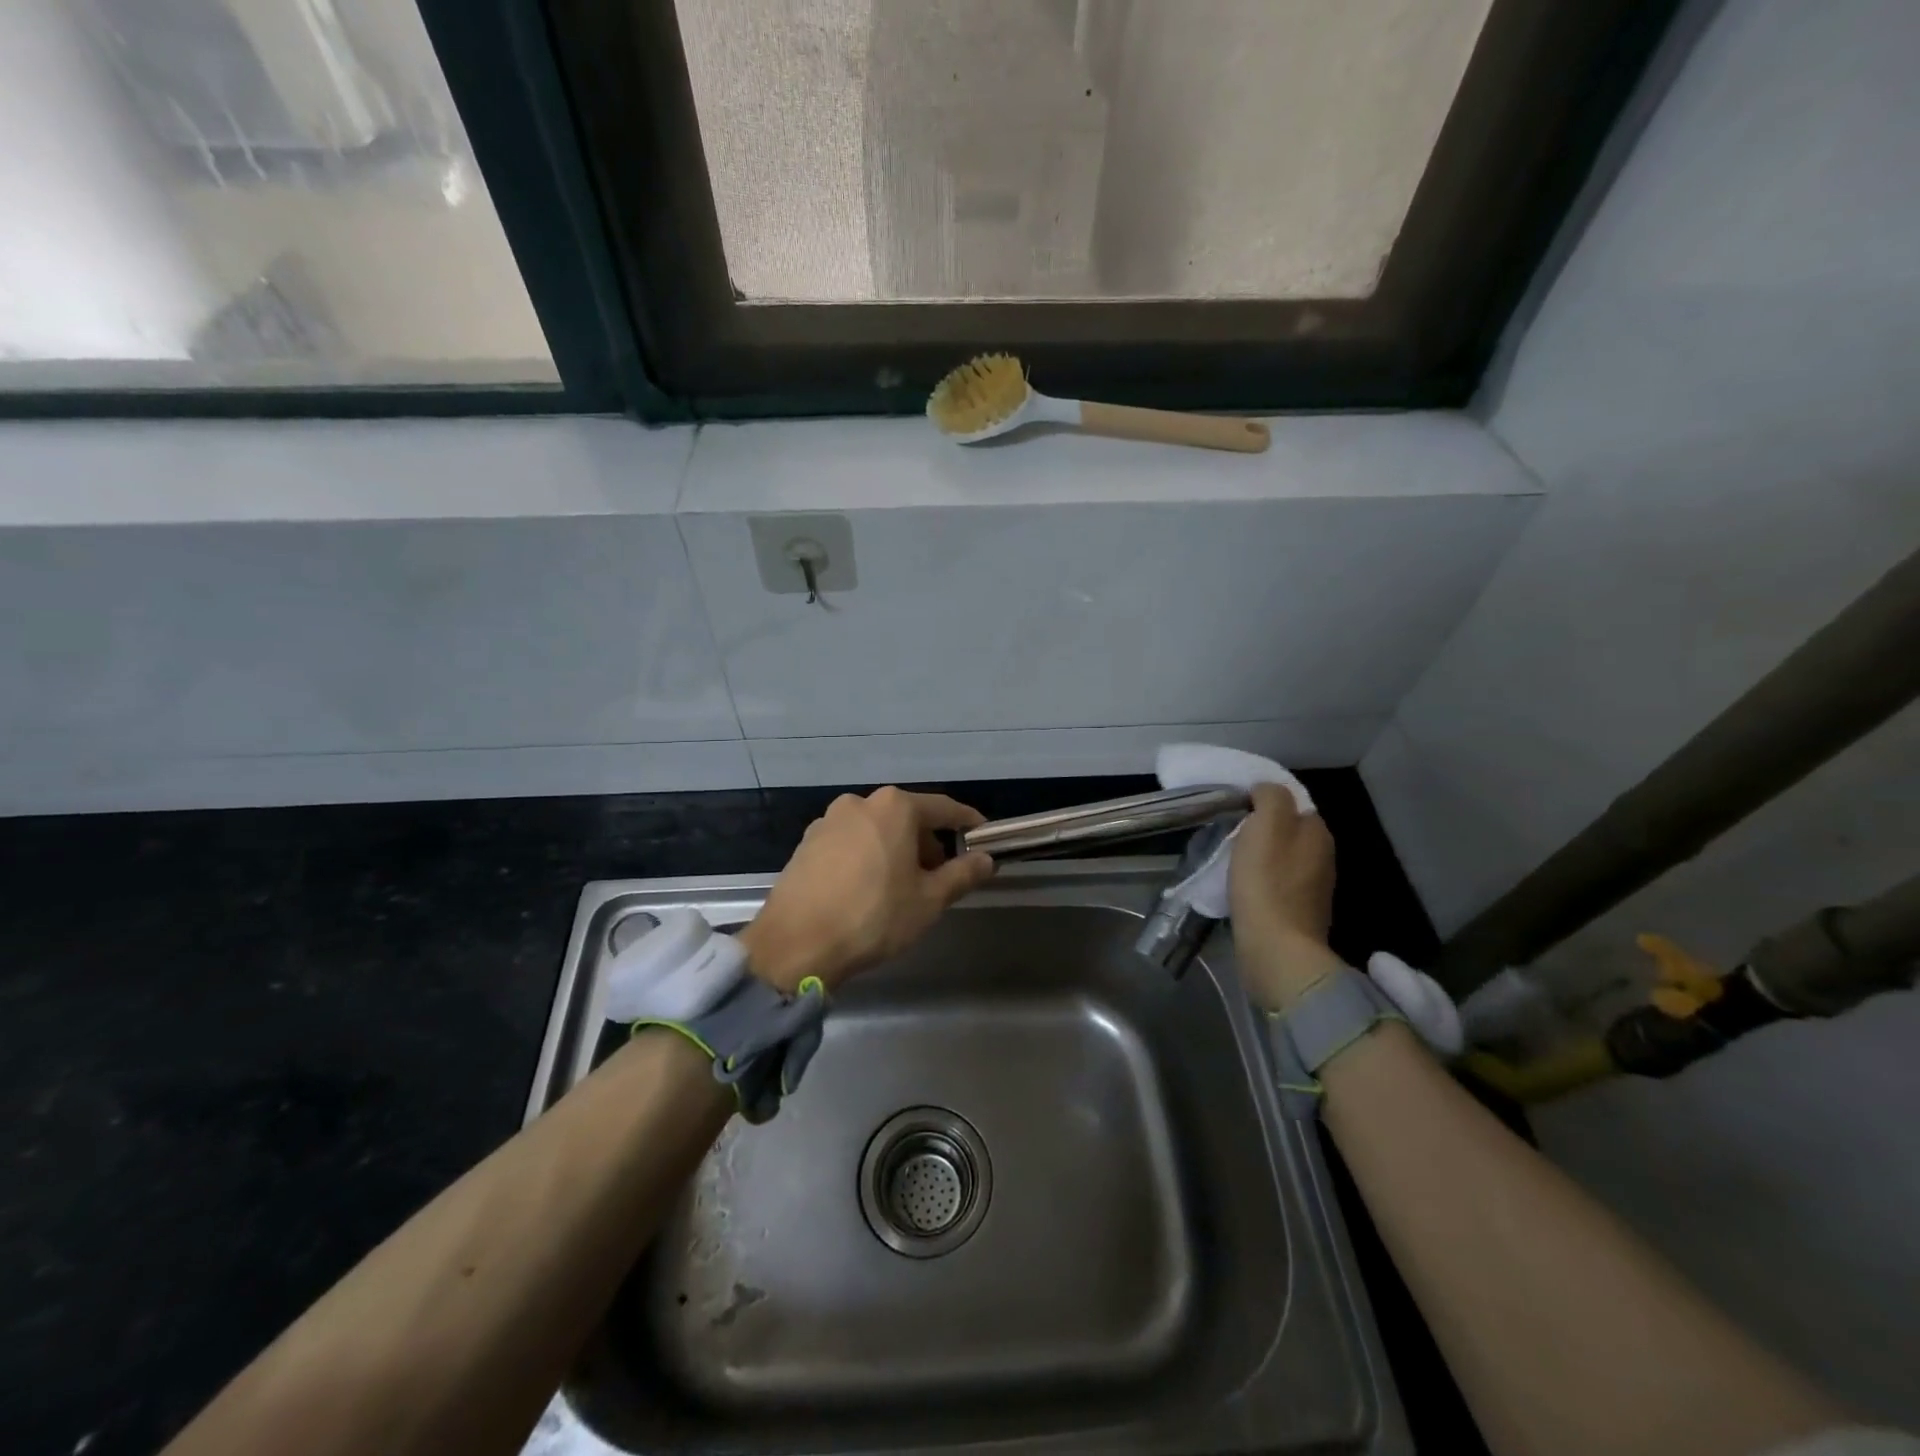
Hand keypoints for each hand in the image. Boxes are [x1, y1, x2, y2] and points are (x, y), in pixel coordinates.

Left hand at [739, 787, 995, 992]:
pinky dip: (867, 857)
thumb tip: (986, 859)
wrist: (796, 944)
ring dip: (896, 850)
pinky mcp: (806, 843)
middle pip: (907, 817)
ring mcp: (828, 821)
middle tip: (941, 876)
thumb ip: (962, 874)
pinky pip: (850, 843)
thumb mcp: (929, 900)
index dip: (967, 823)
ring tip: (903, 887)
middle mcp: (859, 803)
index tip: (982, 836)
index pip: (943, 808)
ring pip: (876, 830)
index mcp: (894, 807)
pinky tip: (867, 889)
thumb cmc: (874, 916)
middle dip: (928, 842)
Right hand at [1228, 783, 1345, 1010]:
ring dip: (1260, 856)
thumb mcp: (1266, 825)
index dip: (1264, 801)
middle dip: (1262, 829)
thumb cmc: (1266, 882)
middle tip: (1230, 832)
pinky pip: (1277, 884)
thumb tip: (1266, 790)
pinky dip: (1260, 881)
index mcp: (1317, 832)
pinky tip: (1242, 886)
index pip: (1292, 802)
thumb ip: (1271, 797)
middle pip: (1288, 830)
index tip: (1236, 808)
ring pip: (1282, 857)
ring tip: (1231, 858)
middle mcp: (1323, 856)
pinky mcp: (1299, 912)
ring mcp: (1313, 887)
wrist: (1276, 948)